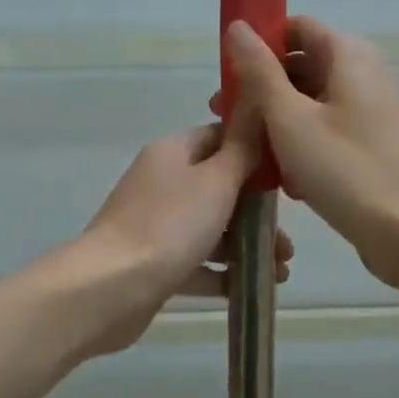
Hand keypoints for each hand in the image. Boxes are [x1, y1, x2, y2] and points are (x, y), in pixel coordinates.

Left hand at [75, 115, 293, 356]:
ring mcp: (155, 225)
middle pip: (220, 189)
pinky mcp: (154, 263)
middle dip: (258, 213)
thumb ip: (242, 149)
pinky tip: (252, 288)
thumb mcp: (217, 180)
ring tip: (280, 272)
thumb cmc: (170, 225)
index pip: (220, 138)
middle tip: (287, 241)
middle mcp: (162, 183)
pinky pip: (197, 262)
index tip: (287, 178)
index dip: (255, 153)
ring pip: (211, 229)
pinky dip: (223, 273)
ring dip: (247, 246)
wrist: (111, 288)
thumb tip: (256, 109)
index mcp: (173, 153)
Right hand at [222, 17, 398, 290]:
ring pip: (313, 104)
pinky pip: (330, 132)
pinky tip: (286, 180)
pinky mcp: (374, 144)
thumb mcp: (289, 117)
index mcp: (349, 55)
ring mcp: (373, 111)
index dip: (259, 46)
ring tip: (251, 155)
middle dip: (263, 91)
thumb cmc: (344, 168)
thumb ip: (259, 71)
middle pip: (303, 66)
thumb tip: (237, 27)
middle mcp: (365, 73)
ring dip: (279, 124)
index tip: (230, 78)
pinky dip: (305, 146)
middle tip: (228, 121)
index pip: (296, 28)